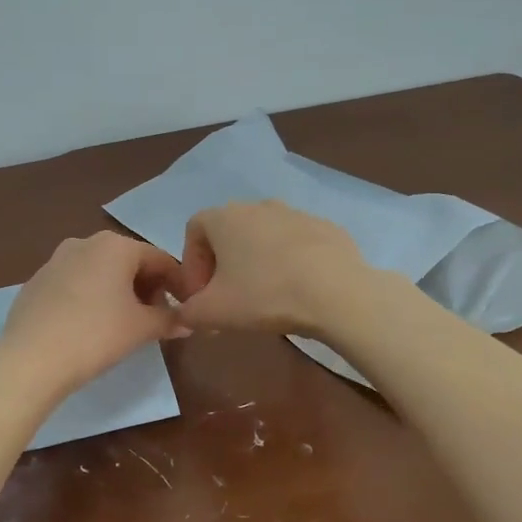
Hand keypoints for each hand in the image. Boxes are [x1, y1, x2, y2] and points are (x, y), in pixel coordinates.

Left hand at [0, 231, 187, 395]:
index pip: (160, 259)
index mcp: (115, 245)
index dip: (178, 284)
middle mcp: (84, 242)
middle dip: (147, 287)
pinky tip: (89, 326)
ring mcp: (55, 260)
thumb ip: (168, 319)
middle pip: (128, 262)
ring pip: (99, 271)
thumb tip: (186, 321)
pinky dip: (90, 298)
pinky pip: (74, 284)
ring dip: (118, 292)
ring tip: (124, 323)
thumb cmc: (96, 335)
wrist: (32, 358)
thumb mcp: (141, 328)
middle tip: (155, 318)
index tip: (186, 307)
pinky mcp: (36, 282)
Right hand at [177, 201, 367, 334]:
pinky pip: (296, 244)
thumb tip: (183, 315)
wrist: (337, 293)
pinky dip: (290, 263)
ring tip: (265, 297)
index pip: (193, 231)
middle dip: (222, 265)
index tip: (200, 295)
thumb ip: (187, 313)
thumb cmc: (264, 295)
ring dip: (256, 263)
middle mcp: (258, 205)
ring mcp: (296, 213)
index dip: (191, 264)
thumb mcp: (213, 312)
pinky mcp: (327, 228)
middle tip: (228, 299)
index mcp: (225, 217)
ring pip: (264, 237)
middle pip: (229, 233)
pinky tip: (298, 291)